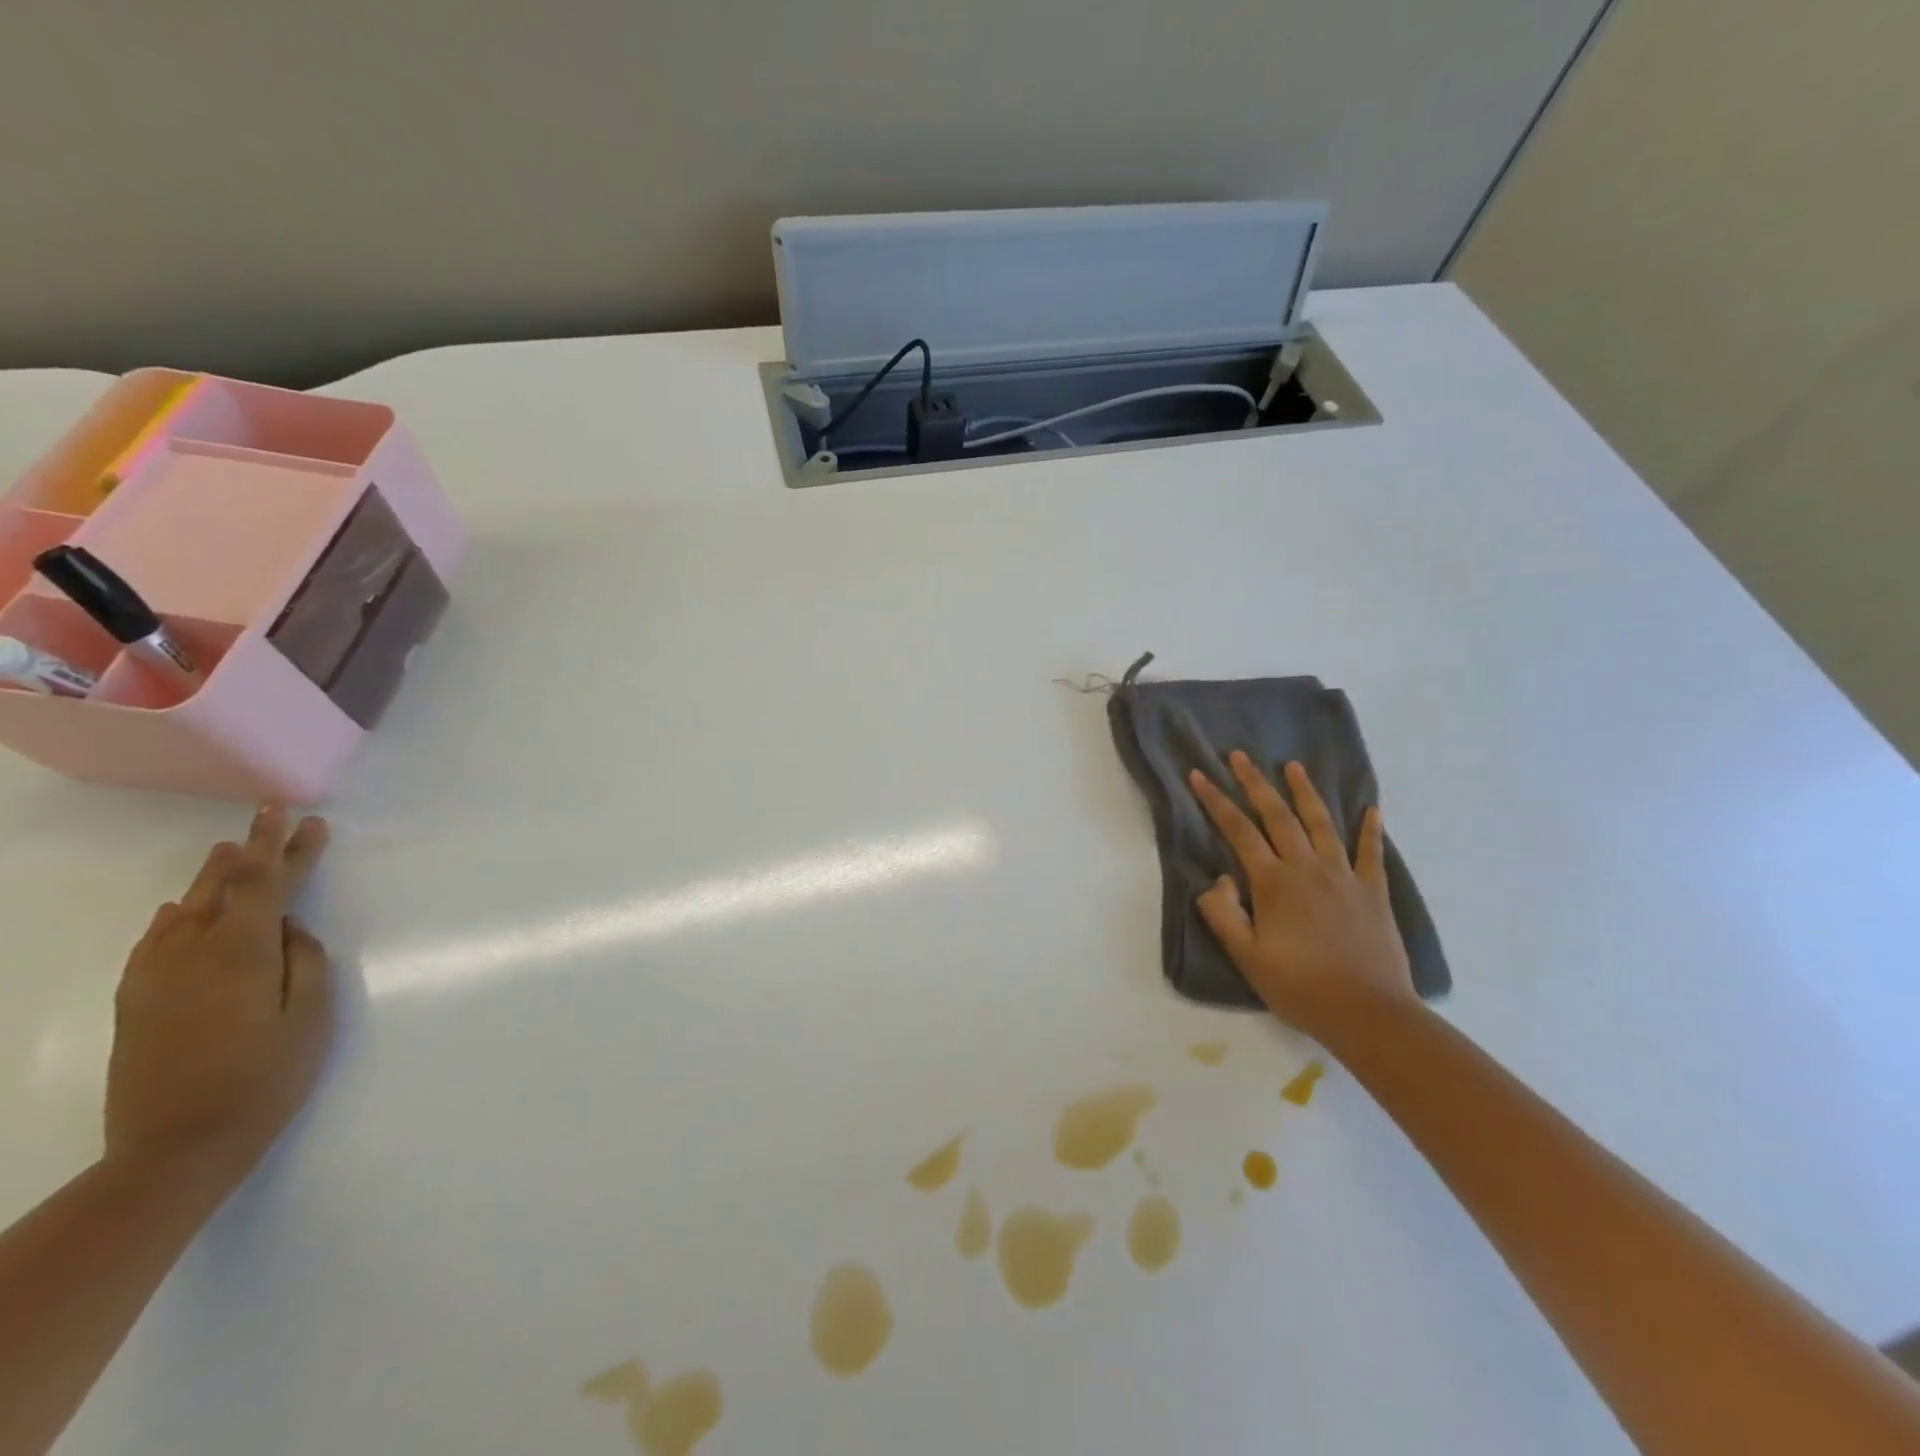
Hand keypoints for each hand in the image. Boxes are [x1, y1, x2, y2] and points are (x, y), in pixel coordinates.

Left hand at [104, 806, 333, 1192]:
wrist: (175, 1148)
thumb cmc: (265, 1078)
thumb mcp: (309, 1017)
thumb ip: (304, 961)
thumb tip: (288, 930)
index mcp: (241, 953)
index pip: (267, 884)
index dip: (289, 848)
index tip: (309, 820)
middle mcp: (191, 954)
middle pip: (224, 886)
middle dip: (253, 848)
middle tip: (271, 812)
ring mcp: (156, 978)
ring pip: (187, 909)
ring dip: (213, 875)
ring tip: (229, 847)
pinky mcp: (138, 1001)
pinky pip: (156, 940)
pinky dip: (175, 914)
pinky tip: (180, 907)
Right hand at [1188, 754, 1415, 1038]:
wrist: (1368, 1013)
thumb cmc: (1299, 986)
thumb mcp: (1246, 956)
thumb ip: (1223, 913)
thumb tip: (1218, 879)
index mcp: (1273, 882)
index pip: (1237, 830)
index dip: (1215, 801)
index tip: (1199, 775)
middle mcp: (1307, 867)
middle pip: (1277, 815)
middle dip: (1255, 783)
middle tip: (1240, 756)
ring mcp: (1344, 876)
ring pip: (1321, 823)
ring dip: (1305, 792)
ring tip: (1293, 766)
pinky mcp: (1373, 892)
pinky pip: (1371, 853)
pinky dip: (1370, 829)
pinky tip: (1372, 809)